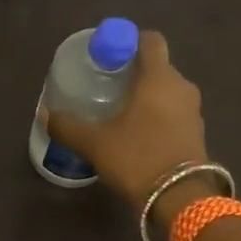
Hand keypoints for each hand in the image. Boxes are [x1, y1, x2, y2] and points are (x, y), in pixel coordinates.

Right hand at [46, 32, 209, 211]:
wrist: (181, 200)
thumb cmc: (138, 158)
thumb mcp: (94, 143)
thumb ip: (67, 126)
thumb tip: (44, 114)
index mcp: (159, 78)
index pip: (150, 40)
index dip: (129, 40)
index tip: (108, 54)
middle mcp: (181, 87)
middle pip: (157, 66)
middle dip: (133, 72)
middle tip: (106, 85)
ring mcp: (193, 111)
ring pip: (166, 91)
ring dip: (145, 96)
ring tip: (118, 111)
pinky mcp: (196, 134)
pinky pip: (173, 113)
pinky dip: (156, 116)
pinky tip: (136, 133)